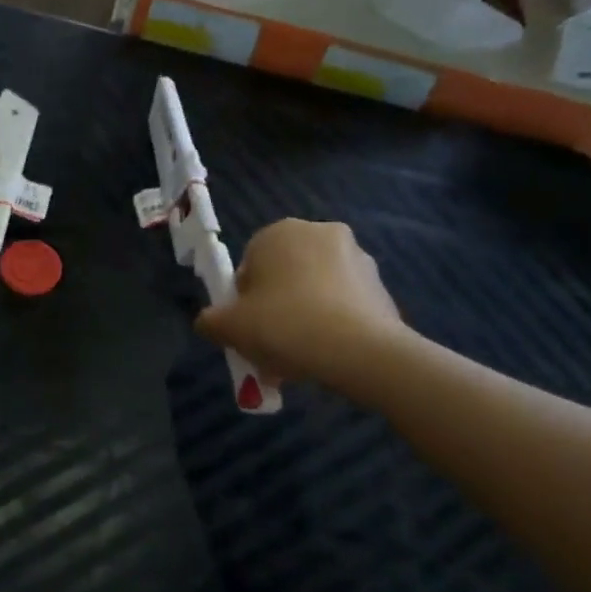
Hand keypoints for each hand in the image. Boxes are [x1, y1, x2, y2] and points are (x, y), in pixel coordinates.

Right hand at [195, 218, 413, 394]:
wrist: (360, 351)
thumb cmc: (284, 325)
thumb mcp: (229, 327)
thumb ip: (210, 321)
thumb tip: (209, 322)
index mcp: (279, 232)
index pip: (249, 264)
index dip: (243, 300)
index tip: (246, 328)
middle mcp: (320, 233)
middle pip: (284, 276)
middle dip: (276, 309)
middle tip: (270, 346)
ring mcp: (357, 258)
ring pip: (315, 291)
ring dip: (304, 318)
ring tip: (298, 359)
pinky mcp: (381, 286)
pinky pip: (343, 306)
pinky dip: (332, 325)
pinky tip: (326, 356)